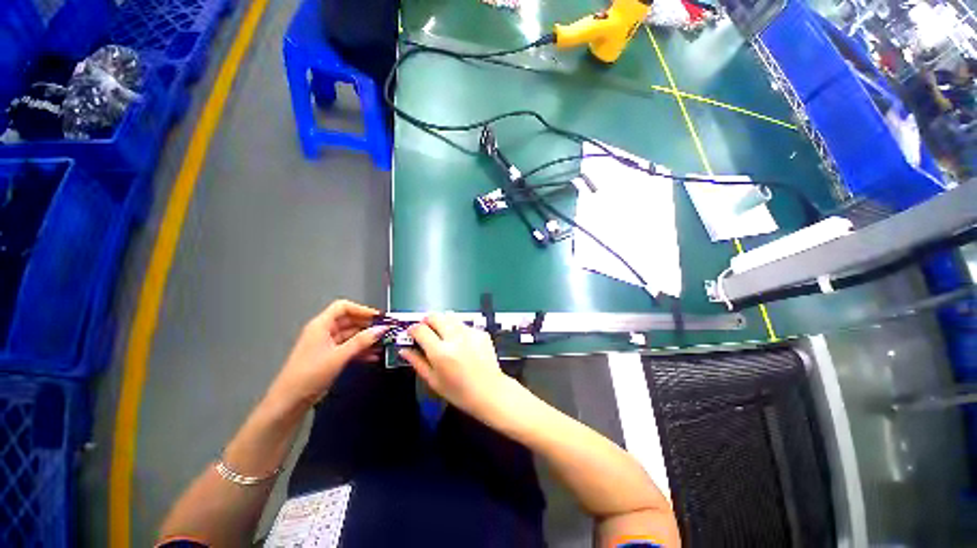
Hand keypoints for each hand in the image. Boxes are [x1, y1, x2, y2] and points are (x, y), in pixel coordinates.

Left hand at [265, 300, 385, 412]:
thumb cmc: (310, 374)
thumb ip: (361, 341)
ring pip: (351, 335)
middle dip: (368, 325)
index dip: (362, 309)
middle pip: (349, 320)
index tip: (379, 317)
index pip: (343, 307)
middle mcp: (324, 331)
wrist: (290, 401)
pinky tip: (374, 356)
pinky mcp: (330, 357)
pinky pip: (349, 348)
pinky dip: (361, 350)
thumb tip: (382, 329)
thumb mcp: (338, 356)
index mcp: (321, 325)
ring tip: (384, 343)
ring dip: (367, 338)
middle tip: (386, 331)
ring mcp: (327, 344)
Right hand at [401, 313, 515, 418]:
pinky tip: (461, 342)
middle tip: (427, 332)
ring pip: (450, 316)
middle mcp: (455, 338)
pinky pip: (464, 324)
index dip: (413, 329)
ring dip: (443, 322)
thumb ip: (417, 362)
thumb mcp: (434, 381)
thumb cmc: (459, 392)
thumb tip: (404, 350)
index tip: (412, 334)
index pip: (420, 329)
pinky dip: (458, 329)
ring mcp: (470, 333)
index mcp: (441, 352)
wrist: (490, 391)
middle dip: (427, 321)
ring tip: (444, 335)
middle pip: (435, 316)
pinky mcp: (481, 332)